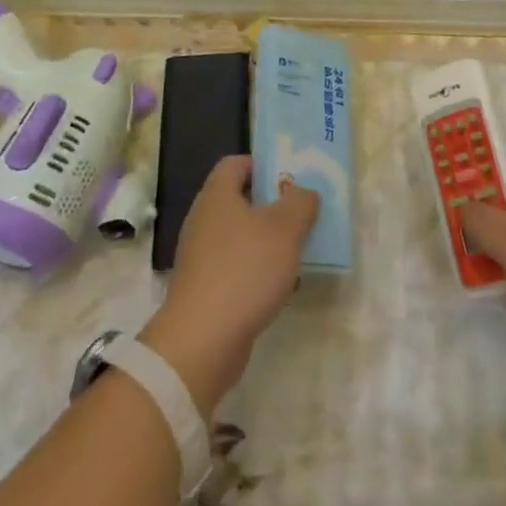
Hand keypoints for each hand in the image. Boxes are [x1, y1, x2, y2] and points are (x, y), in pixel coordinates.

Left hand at [140, 155, 318, 412]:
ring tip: (299, 249)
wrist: (202, 342)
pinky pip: (237, 266)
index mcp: (217, 195)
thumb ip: (300, 203)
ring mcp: (202, 256)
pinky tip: (281, 285)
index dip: (264, 164)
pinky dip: (258, 270)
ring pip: (242, 236)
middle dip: (273, 204)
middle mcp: (205, 220)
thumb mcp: (285, 228)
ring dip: (269, 240)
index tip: (291, 177)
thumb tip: (304, 192)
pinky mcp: (206, 288)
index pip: (237, 163)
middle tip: (303, 211)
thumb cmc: (245, 270)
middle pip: (241, 200)